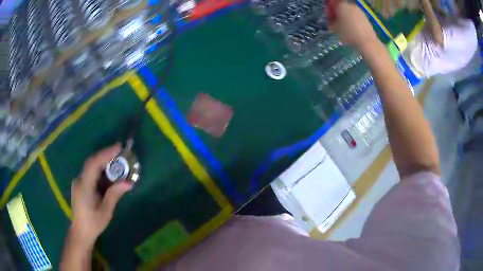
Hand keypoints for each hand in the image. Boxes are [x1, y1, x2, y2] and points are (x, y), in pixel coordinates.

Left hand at [69, 144, 132, 248]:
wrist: (81, 231)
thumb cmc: (94, 223)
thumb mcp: (106, 211)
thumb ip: (115, 194)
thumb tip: (129, 183)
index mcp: (84, 187)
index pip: (93, 164)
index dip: (105, 154)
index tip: (118, 148)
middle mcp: (79, 180)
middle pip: (91, 162)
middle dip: (105, 155)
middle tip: (119, 152)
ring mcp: (78, 182)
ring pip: (90, 166)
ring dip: (103, 162)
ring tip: (116, 161)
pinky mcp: (79, 184)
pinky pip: (89, 172)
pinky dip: (99, 169)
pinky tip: (107, 174)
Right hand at [329, 1, 380, 52]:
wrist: (367, 41)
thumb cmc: (348, 33)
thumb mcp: (334, 28)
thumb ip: (331, 21)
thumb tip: (332, 20)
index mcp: (341, 5)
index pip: (332, 3)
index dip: (330, 9)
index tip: (329, 17)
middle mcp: (350, 5)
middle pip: (342, 7)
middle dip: (339, 13)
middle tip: (336, 22)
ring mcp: (359, 11)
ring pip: (350, 12)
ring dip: (346, 18)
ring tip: (345, 28)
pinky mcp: (366, 18)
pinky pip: (356, 17)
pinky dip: (354, 21)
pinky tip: (353, 30)